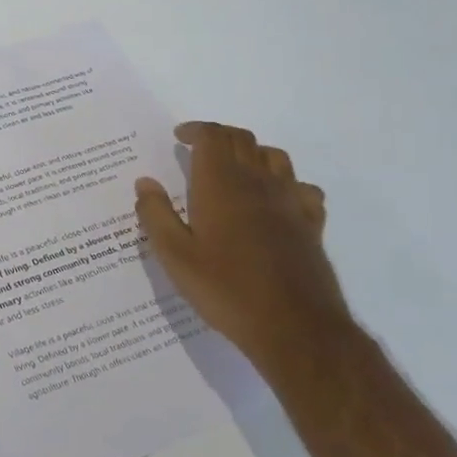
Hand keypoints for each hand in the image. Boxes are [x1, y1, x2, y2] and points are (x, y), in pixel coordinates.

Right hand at [134, 121, 351, 366]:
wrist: (294, 326)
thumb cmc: (225, 289)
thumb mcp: (174, 256)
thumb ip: (156, 215)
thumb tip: (145, 182)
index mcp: (220, 185)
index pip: (213, 137)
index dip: (196, 130)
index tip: (179, 136)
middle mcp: (258, 183)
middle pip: (243, 140)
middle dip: (220, 136)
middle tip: (199, 148)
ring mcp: (290, 202)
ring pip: (275, 157)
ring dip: (252, 152)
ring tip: (234, 168)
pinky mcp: (311, 224)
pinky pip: (302, 187)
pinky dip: (285, 182)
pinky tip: (276, 199)